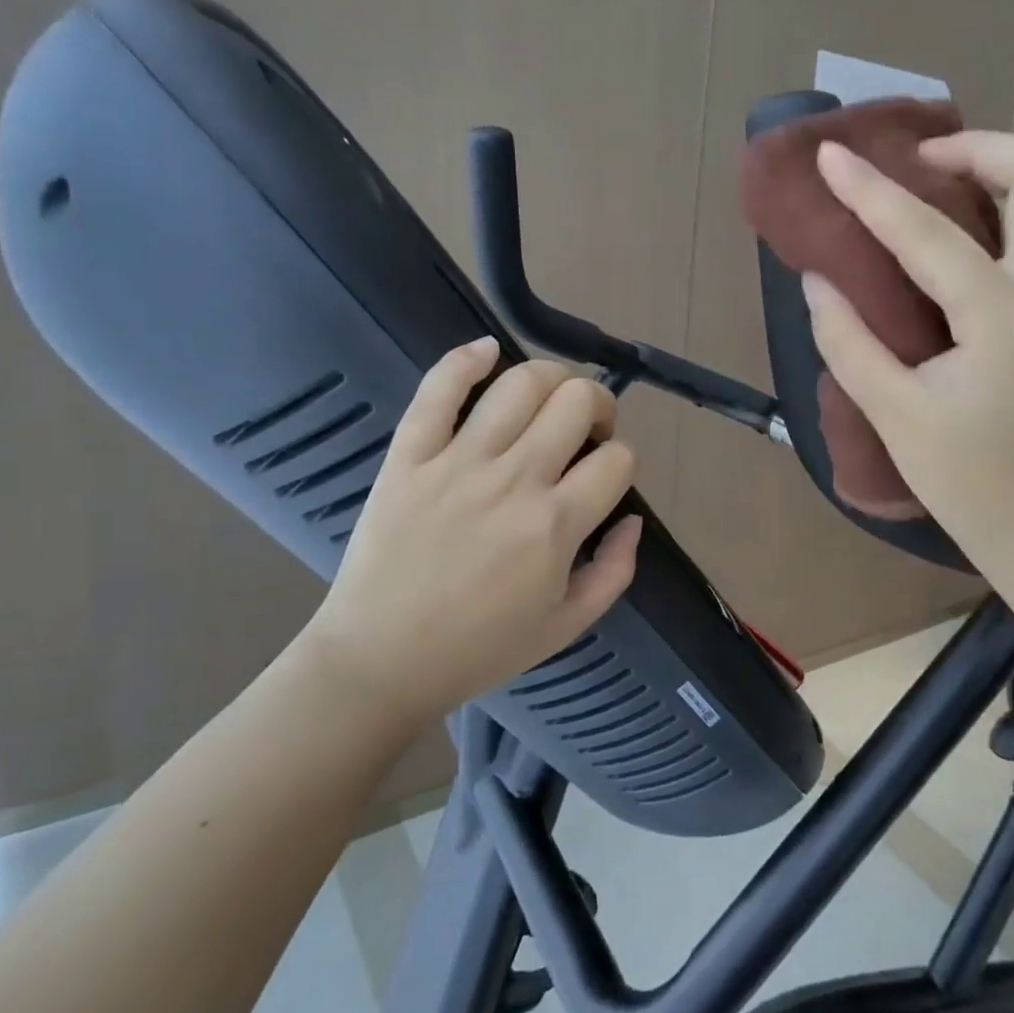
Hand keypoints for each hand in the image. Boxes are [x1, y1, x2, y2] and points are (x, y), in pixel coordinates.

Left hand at [300, 338, 640, 729]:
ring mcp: (458, 462)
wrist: (380, 661)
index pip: (617, 459)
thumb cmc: (479, 648)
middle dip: (597, 405)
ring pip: (520, 383)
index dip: (623, 459)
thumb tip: (633, 518)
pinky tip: (487, 351)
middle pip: (576, 401)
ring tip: (548, 398)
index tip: (606, 474)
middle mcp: (514, 480)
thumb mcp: (567, 626)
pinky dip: (466, 359)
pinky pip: (438, 389)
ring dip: (551, 377)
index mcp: (556, 525)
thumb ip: (615, 571)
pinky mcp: (409, 455)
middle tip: (585, 430)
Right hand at [801, 132, 1013, 566]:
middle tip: (918, 161)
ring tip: (929, 188)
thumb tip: (819, 280)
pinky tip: (949, 242)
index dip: (871, 191)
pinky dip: (998, 214)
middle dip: (981, 146)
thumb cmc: (965, 480)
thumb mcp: (893, 414)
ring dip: (995, 174)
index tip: (830, 155)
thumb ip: (849, 341)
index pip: (928, 234)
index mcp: (1001, 319)